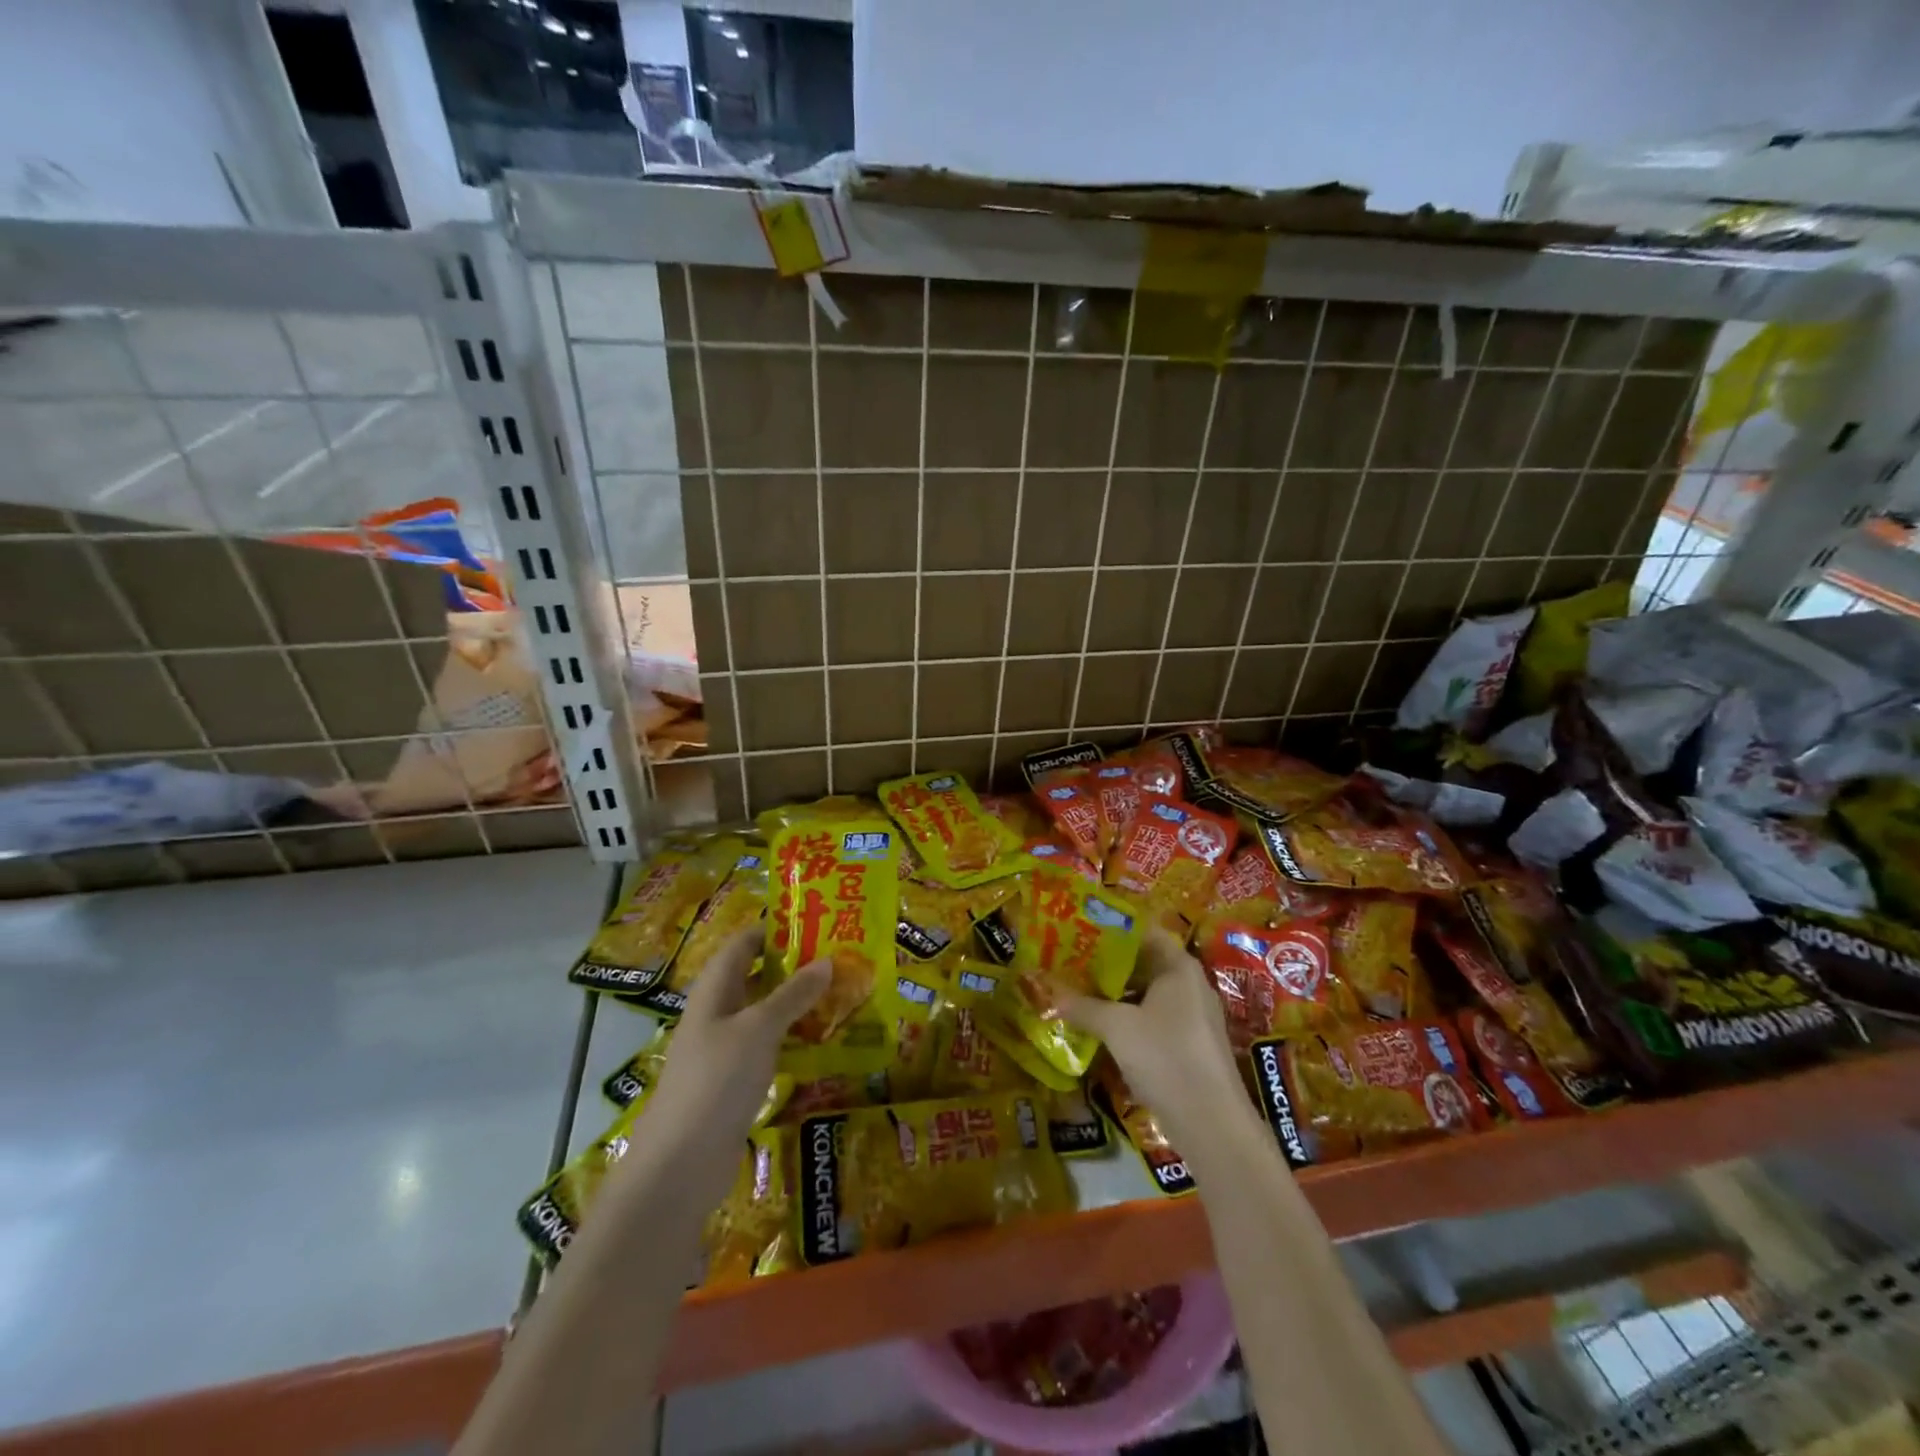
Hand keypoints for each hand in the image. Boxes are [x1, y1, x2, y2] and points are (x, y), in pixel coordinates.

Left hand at [640, 927, 828, 1156]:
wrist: (680, 1164)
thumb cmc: (717, 1079)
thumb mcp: (760, 1028)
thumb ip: (793, 994)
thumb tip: (827, 960)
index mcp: (714, 990)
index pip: (742, 945)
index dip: (772, 929)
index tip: (813, 922)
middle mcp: (716, 1014)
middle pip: (754, 977)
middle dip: (792, 966)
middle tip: (837, 957)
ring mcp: (723, 1050)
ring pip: (763, 1014)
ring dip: (796, 1004)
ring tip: (840, 993)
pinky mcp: (734, 1082)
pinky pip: (766, 1047)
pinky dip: (791, 1038)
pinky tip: (821, 1041)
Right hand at [1061, 927, 1246, 1149]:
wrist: (1212, 1124)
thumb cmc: (1166, 1056)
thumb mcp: (1117, 1028)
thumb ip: (1082, 1006)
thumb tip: (1047, 993)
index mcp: (1178, 966)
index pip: (1143, 931)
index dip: (1111, 928)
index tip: (1079, 928)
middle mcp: (1189, 984)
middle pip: (1143, 962)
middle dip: (1106, 963)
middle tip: (1069, 959)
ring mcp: (1192, 1016)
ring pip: (1146, 993)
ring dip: (1114, 994)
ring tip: (1076, 990)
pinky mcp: (1188, 1045)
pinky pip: (1152, 1019)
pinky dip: (1127, 1018)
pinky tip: (1099, 1026)